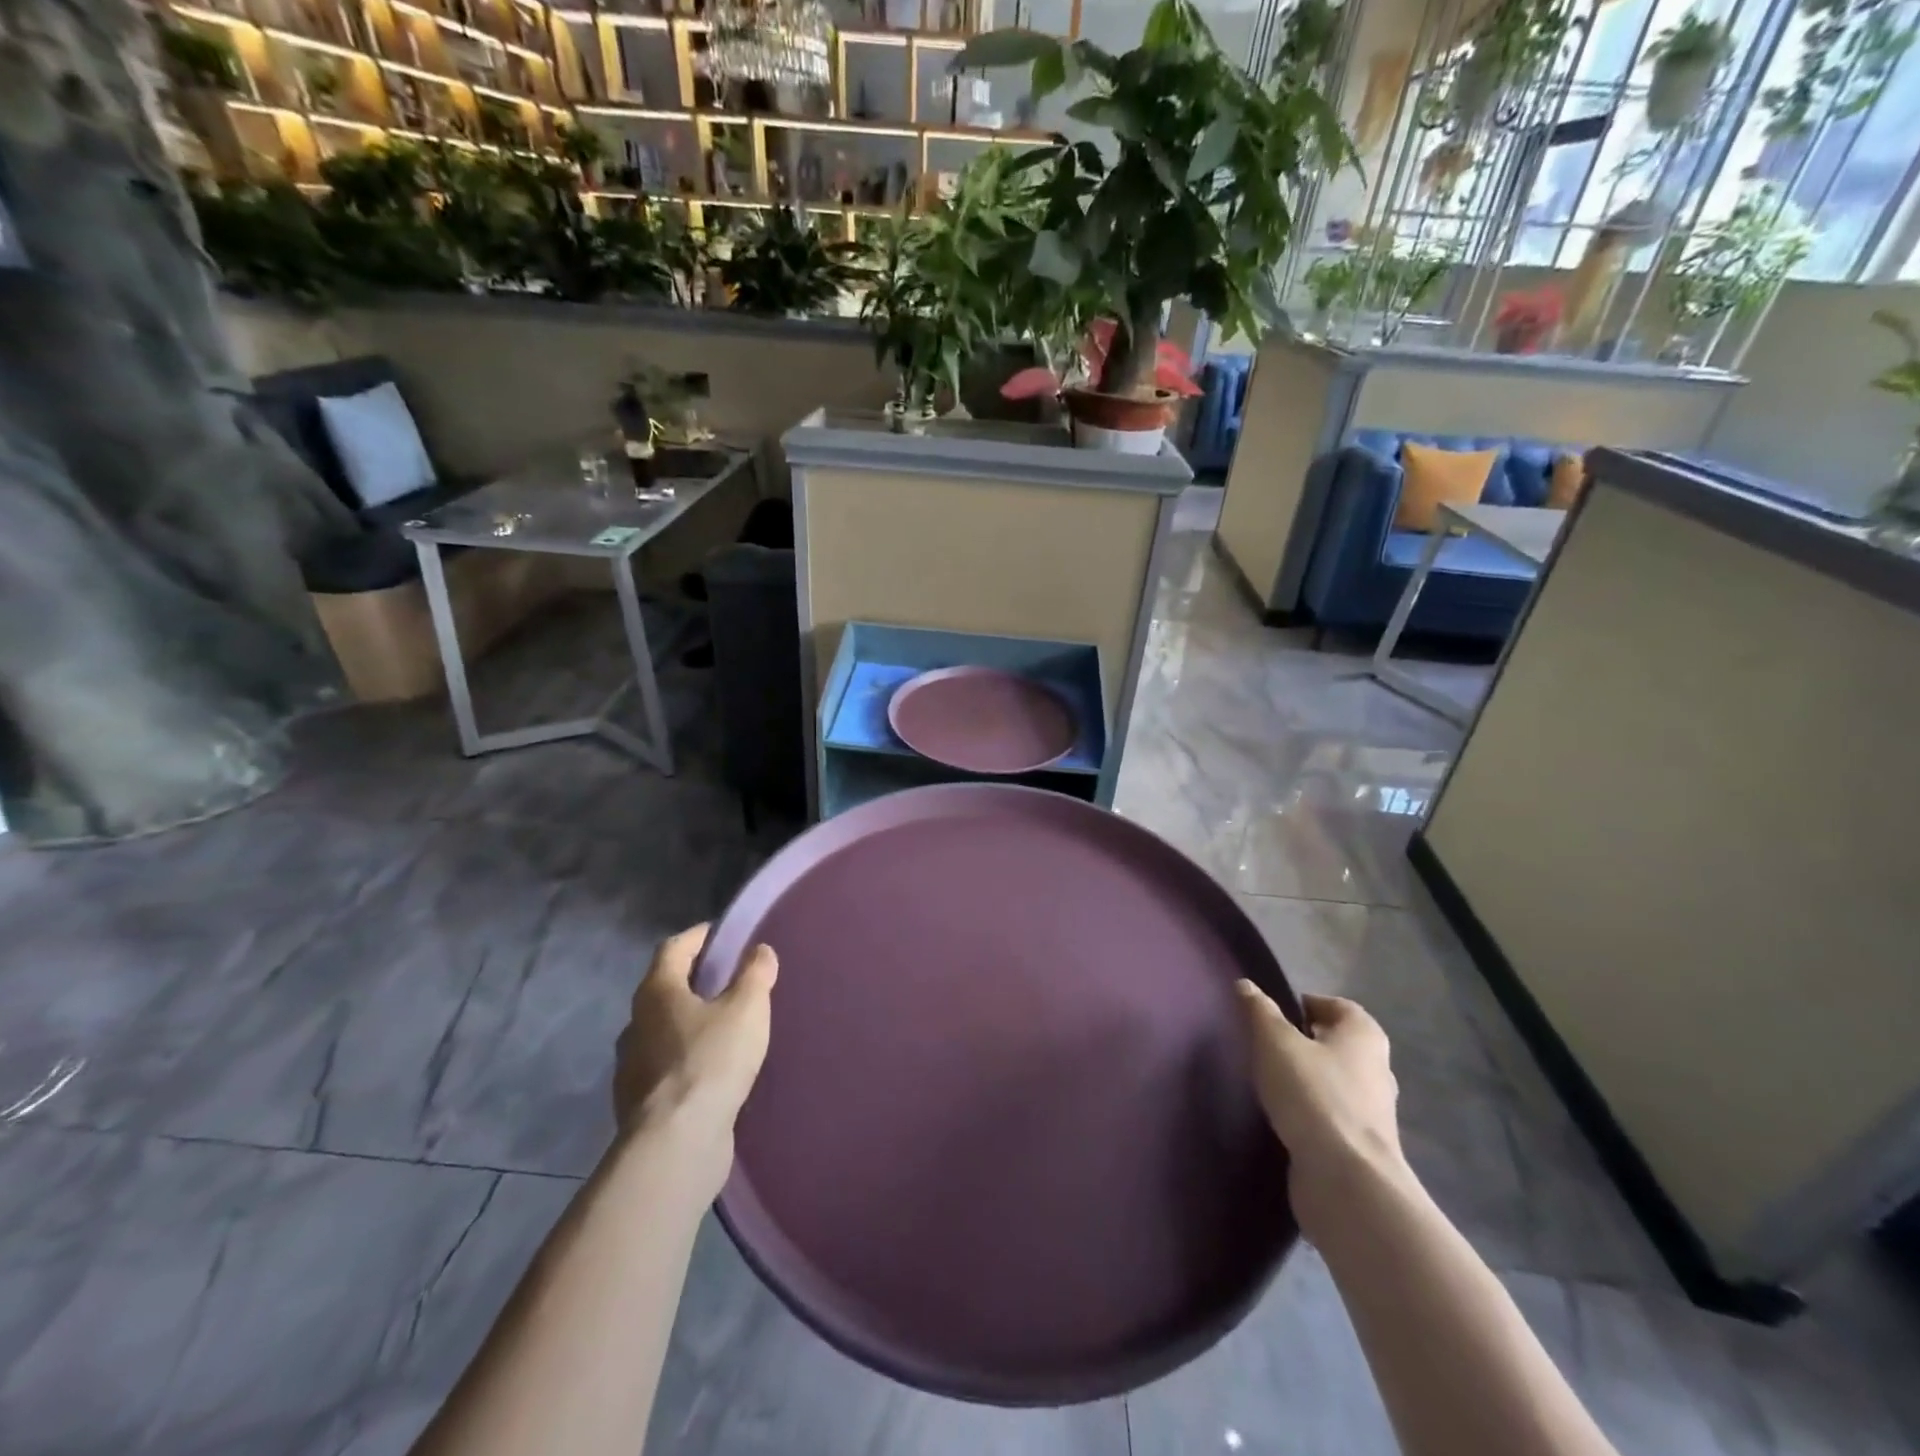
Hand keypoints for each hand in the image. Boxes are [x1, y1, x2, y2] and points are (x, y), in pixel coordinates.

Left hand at [614, 924, 777, 1149]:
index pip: (673, 948)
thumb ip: (755, 974)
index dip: (699, 936)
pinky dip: (686, 1059)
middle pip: (665, 989)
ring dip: (689, 1023)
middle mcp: (635, 1023)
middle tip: (730, 979)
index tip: (723, 934)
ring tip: (724, 1027)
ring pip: (663, 1030)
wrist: (676, 1144)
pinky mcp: (639, 1103)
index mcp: (656, 992)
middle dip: (695, 981)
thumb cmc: (711, 1061)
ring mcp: (632, 1066)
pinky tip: (711, 1070)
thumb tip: (759, 950)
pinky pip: (665, 1066)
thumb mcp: (747, 1009)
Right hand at [1236, 983, 1408, 1234]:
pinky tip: (1284, 1117)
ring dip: (1309, 1079)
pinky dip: (1311, 1111)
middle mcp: (1377, 1069)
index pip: (1338, 1006)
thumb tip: (1246, 985)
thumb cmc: (1313, 1094)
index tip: (1275, 1014)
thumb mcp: (1275, 1042)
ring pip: (1336, 1081)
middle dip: (1307, 1041)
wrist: (1346, 1180)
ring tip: (1271, 1081)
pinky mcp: (1362, 1147)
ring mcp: (1373, 1112)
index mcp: (1365, 1036)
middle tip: (1268, 1044)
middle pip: (1339, 1044)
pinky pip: (1332, 1115)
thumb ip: (1260, 1011)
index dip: (1308, 1004)